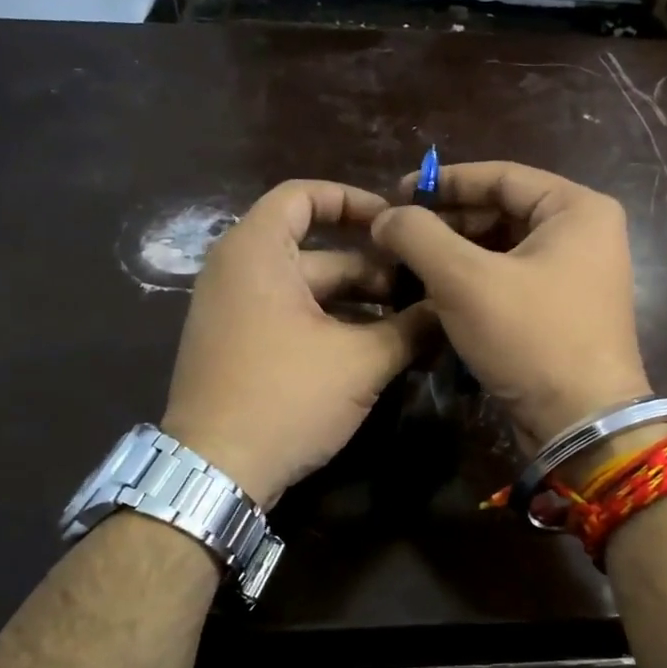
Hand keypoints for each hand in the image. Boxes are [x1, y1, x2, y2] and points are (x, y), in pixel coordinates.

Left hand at [162, 181, 436, 505]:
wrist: (216, 472)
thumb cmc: (286, 397)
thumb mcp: (361, 361)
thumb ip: (411, 327)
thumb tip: (451, 308)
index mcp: (256, 252)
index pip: (303, 196)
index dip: (354, 201)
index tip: (397, 223)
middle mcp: (237, 271)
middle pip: (317, 253)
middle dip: (374, 271)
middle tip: (424, 291)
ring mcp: (234, 313)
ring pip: (309, 292)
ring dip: (360, 305)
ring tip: (412, 325)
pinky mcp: (239, 348)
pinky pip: (292, 319)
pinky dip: (333, 327)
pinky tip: (377, 352)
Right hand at [371, 161, 652, 452]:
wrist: (581, 424)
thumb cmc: (530, 338)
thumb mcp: (465, 280)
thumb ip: (418, 236)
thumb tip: (386, 216)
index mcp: (577, 209)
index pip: (501, 176)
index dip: (444, 182)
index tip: (396, 194)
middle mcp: (585, 235)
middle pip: (503, 212)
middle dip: (448, 224)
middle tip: (397, 237)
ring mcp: (578, 276)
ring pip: (504, 250)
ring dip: (456, 257)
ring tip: (408, 267)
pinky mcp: (564, 312)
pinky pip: (512, 282)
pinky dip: (474, 284)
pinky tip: (436, 296)